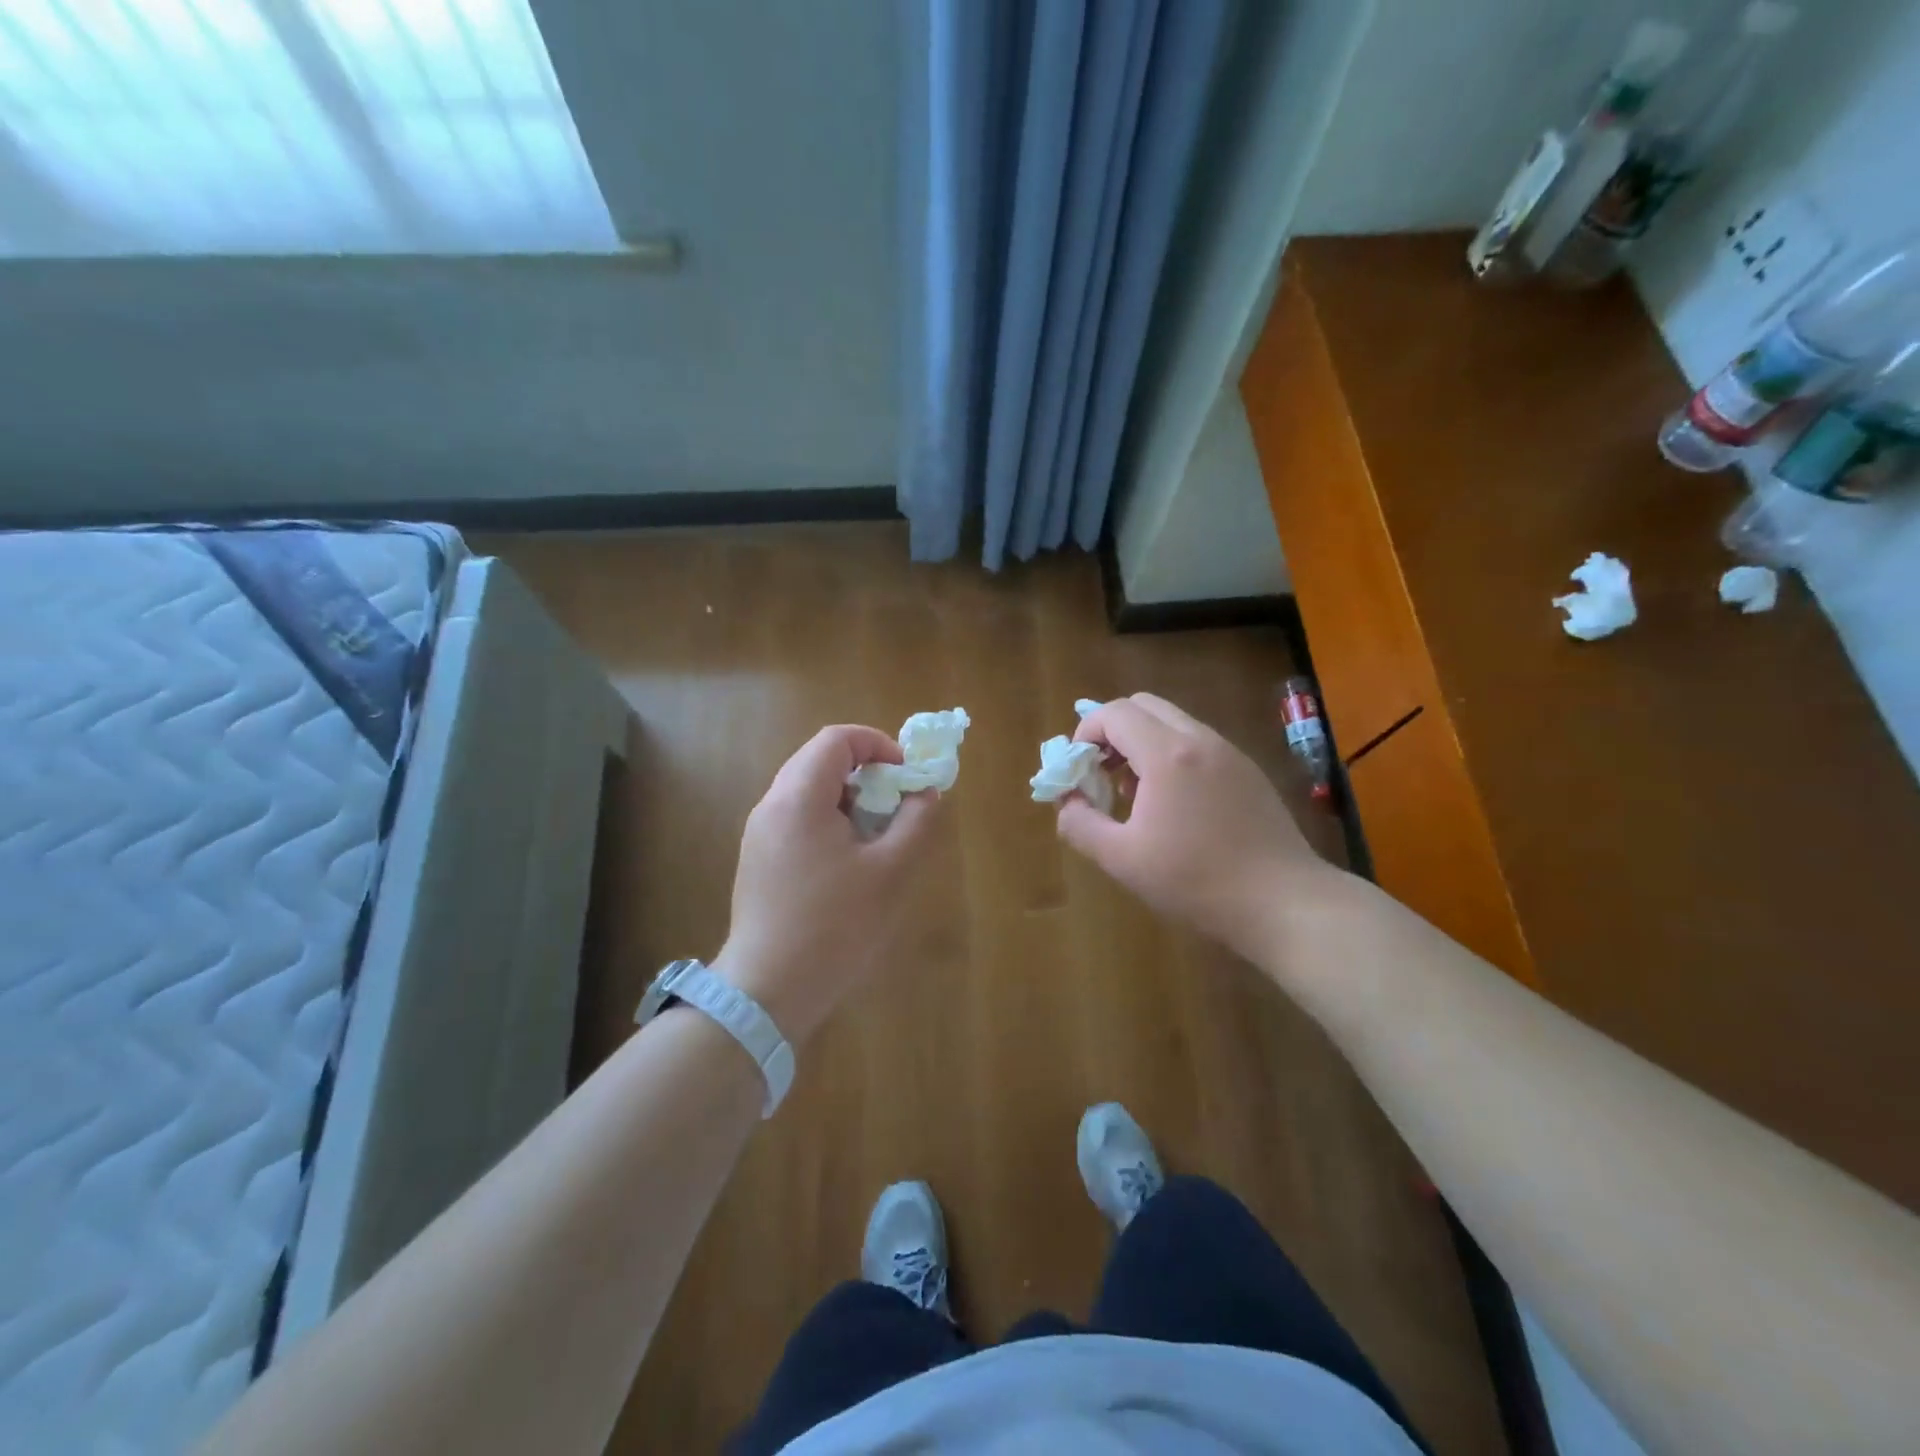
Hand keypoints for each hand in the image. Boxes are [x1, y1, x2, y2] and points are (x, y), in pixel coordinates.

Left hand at [713, 725, 941, 1047]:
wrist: (769, 989)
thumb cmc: (835, 927)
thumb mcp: (890, 872)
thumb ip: (915, 822)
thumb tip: (924, 793)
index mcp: (799, 798)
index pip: (837, 739)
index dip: (877, 744)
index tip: (905, 775)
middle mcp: (772, 805)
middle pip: (820, 760)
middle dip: (866, 771)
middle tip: (897, 804)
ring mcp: (760, 833)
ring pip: (808, 790)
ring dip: (848, 798)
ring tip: (877, 835)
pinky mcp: (758, 859)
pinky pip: (797, 818)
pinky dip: (829, 820)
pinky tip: (849, 861)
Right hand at [1055, 694, 1335, 961]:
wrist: (1283, 902)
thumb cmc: (1196, 881)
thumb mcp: (1123, 859)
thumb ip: (1081, 825)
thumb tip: (1067, 803)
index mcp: (1167, 754)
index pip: (1114, 713)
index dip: (1085, 733)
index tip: (1078, 770)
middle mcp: (1200, 740)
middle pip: (1143, 706)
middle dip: (1112, 731)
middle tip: (1101, 773)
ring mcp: (1229, 753)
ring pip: (1173, 722)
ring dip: (1142, 743)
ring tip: (1134, 794)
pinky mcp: (1248, 771)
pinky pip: (1197, 744)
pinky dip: (1171, 756)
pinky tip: (1173, 806)